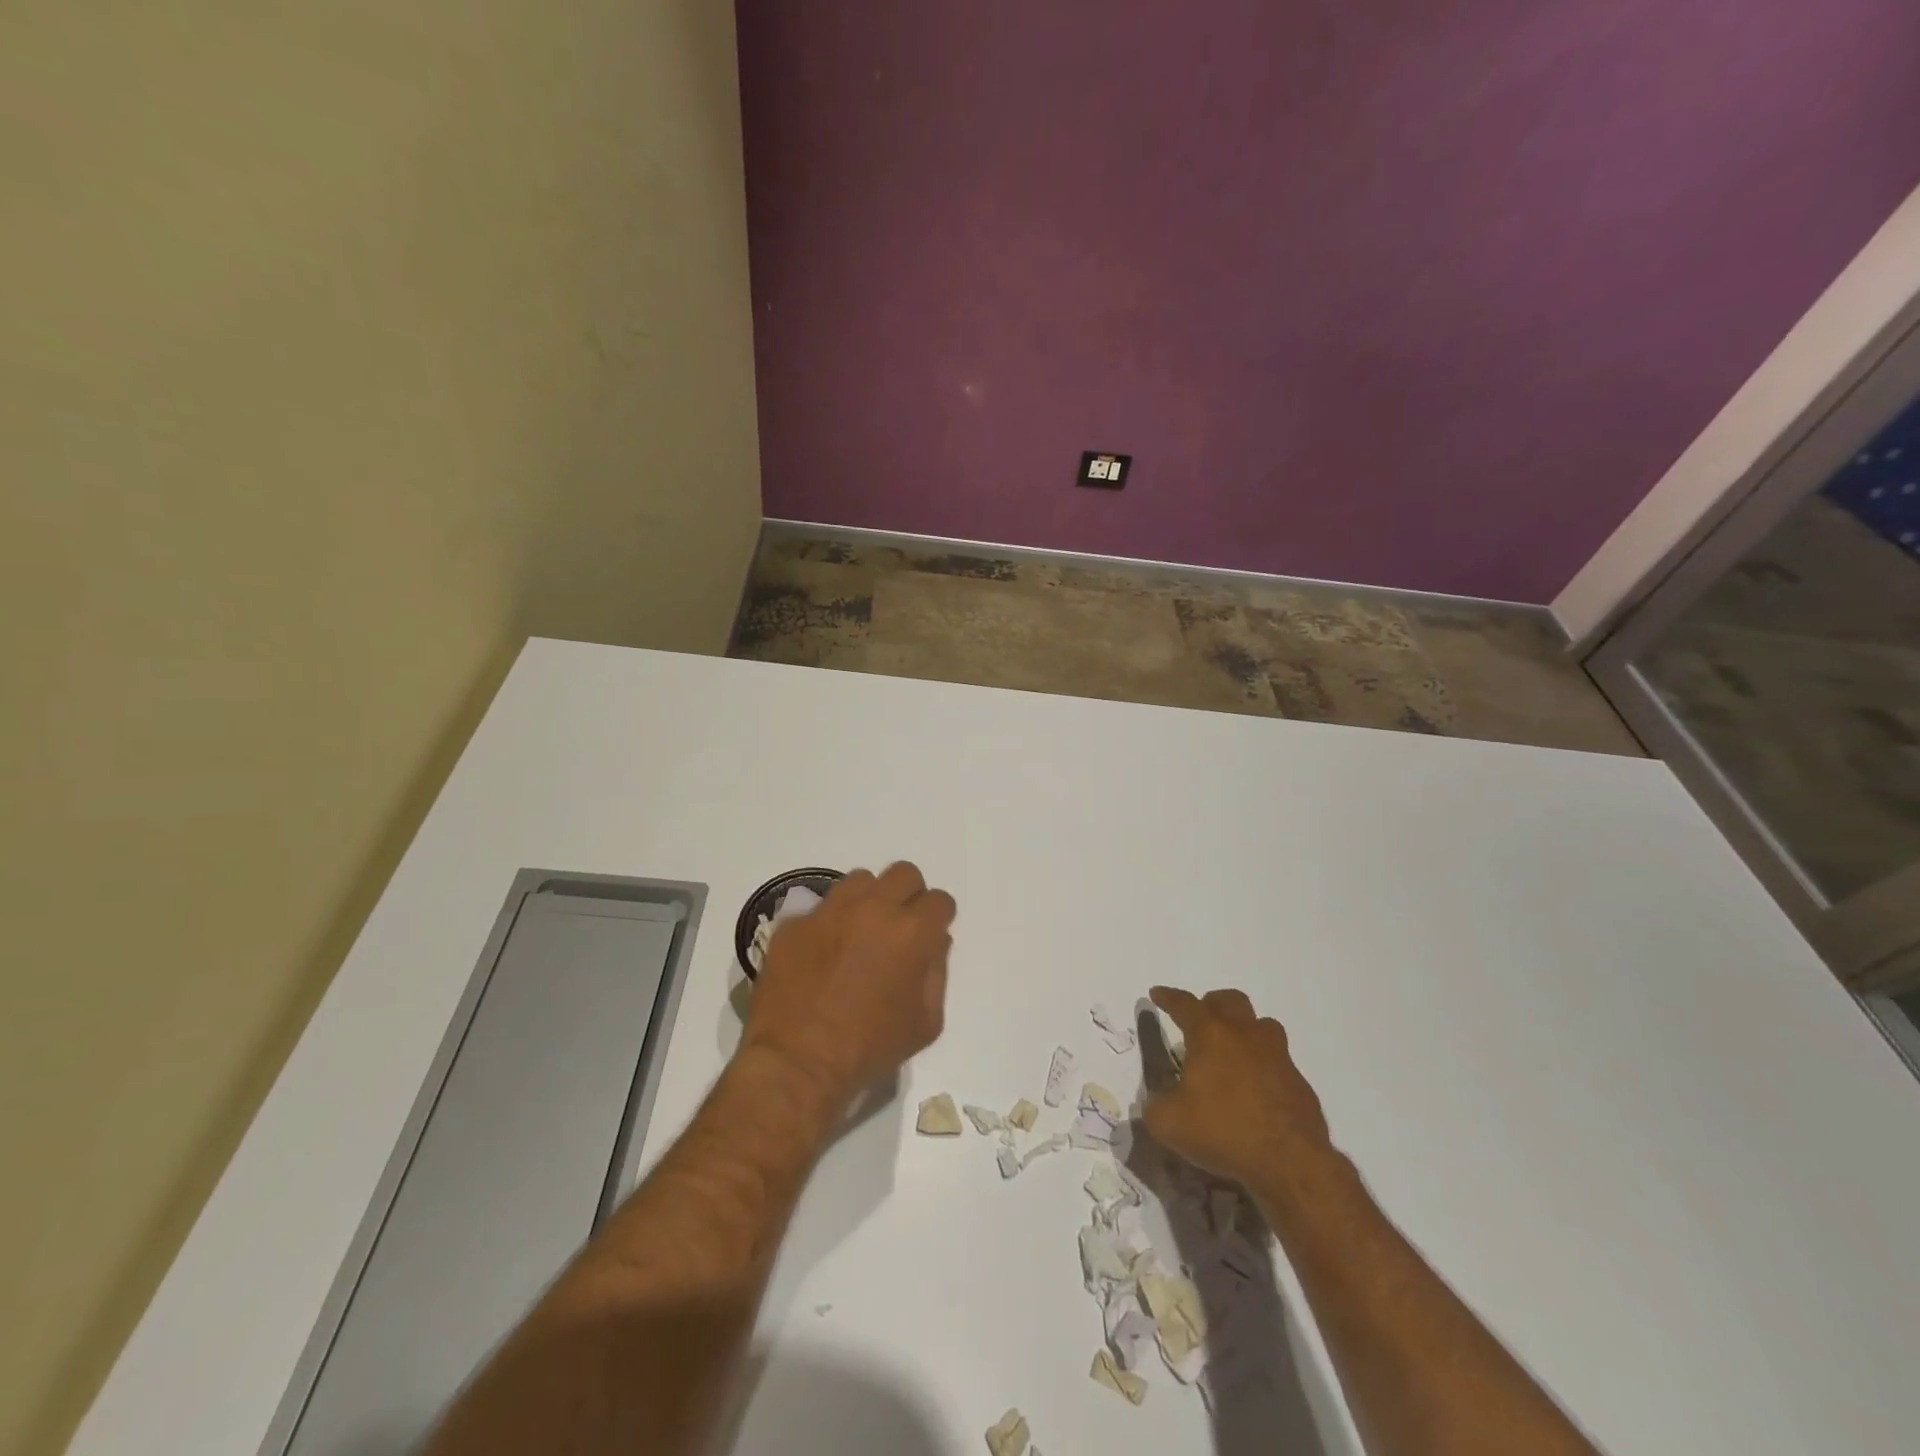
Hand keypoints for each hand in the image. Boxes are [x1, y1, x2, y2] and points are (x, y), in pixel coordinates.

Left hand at [741, 862, 956, 1103]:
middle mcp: (873, 909)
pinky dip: (829, 924)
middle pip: (903, 874)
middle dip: (908, 896)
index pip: (940, 900)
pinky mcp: (794, 923)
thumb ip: (937, 974)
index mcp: (911, 932)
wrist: (797, 1063)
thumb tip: (933, 943)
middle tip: (898, 927)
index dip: (938, 919)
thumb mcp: (925, 1023)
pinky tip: (823, 955)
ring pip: (860, 880)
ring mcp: (829, 912)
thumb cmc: (869, 1049)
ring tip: (859, 933)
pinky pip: (821, 908)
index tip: (929, 937)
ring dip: (868, 900)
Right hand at [1142, 986, 1334, 1192]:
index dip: (1168, 997)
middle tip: (1199, 1022)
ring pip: (1261, 1025)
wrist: (1290, 1163)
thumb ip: (1154, 1105)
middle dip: (1211, 1004)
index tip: (1157, 994)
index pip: (1184, 1004)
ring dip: (1244, 1029)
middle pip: (1229, 1000)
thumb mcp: (1169, 1123)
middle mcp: (1245, 1035)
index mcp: (1210, 1035)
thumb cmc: (1223, 1131)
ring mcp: (1277, 1055)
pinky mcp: (1299, 1081)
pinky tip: (1256, 1090)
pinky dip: (1264, 1065)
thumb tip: (1156, 1102)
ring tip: (1232, 1051)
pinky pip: (1278, 1061)